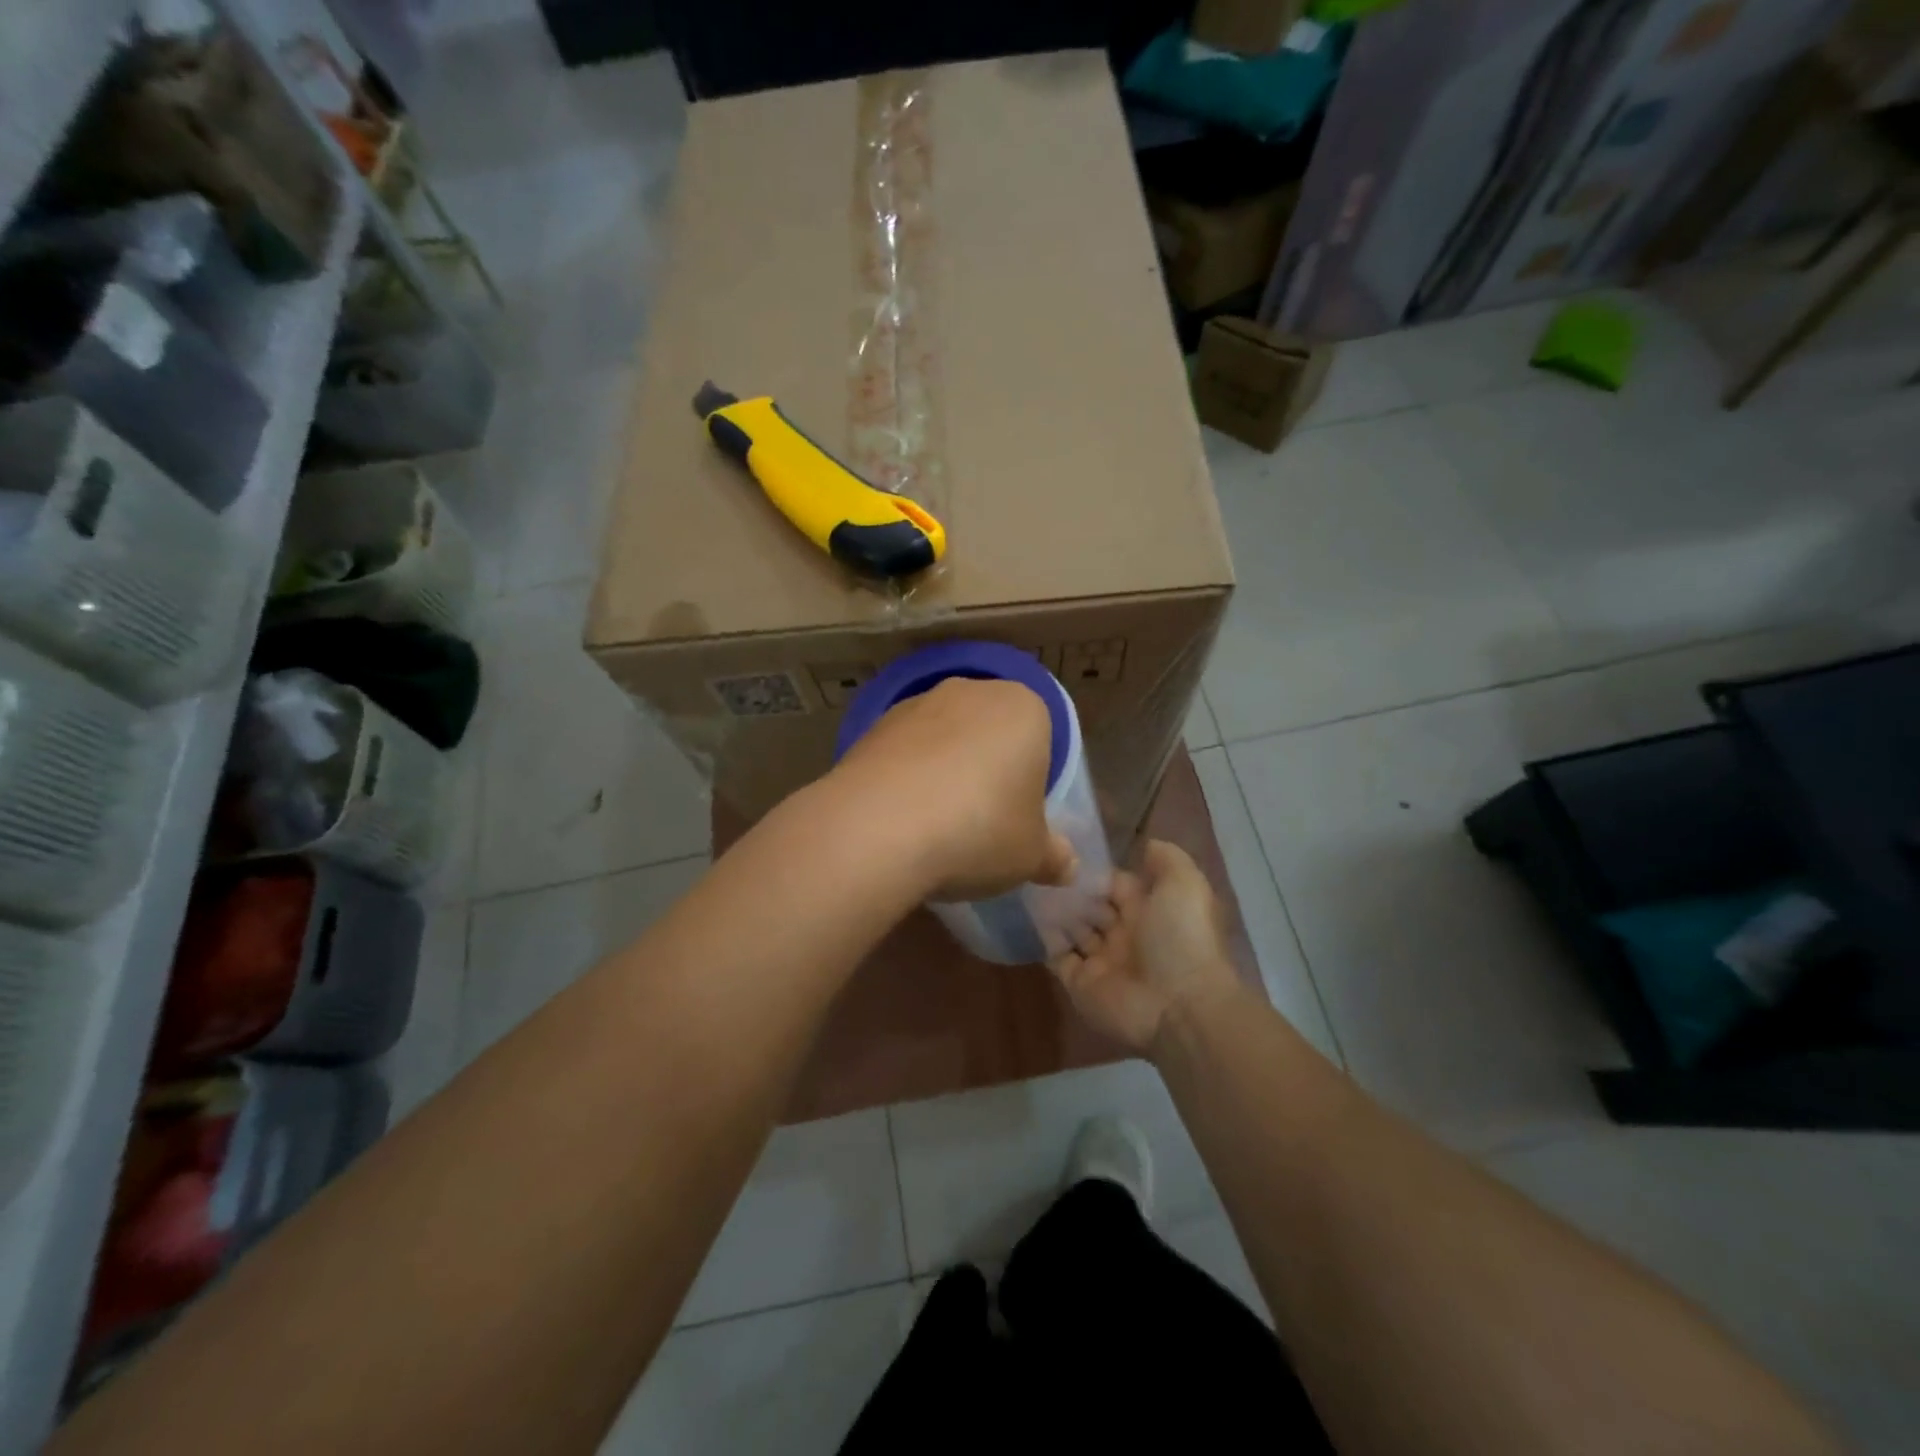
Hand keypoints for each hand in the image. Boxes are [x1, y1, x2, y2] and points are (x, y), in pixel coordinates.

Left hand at [831, 678, 1076, 900]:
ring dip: (942, 771)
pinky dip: (905, 777)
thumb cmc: (979, 830)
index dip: (1032, 778)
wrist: (879, 827)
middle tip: (980, 821)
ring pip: (942, 739)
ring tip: (933, 825)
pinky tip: (898, 819)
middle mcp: (970, 690)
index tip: (1018, 816)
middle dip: (986, 768)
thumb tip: (1067, 865)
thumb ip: (1053, 856)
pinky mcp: (870, 725)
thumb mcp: (1031, 855)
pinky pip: (902, 752)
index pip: (1040, 735)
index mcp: (1023, 707)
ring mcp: (915, 703)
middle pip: (989, 731)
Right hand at [1050, 840, 1242, 1055]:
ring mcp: (1101, 961)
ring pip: (1072, 929)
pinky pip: (1057, 957)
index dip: (1096, 869)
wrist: (1178, 1004)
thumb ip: (1166, 858)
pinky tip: (1029, 913)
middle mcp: (1125, 935)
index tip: (1067, 849)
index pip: (1116, 884)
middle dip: (1071, 889)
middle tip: (1041, 866)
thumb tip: (1145, 843)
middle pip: (1091, 906)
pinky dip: (1044, 938)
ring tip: (1029, 883)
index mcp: (1149, 911)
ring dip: (1055, 910)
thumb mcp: (1185, 884)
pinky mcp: (1080, 984)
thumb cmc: (1181, 937)